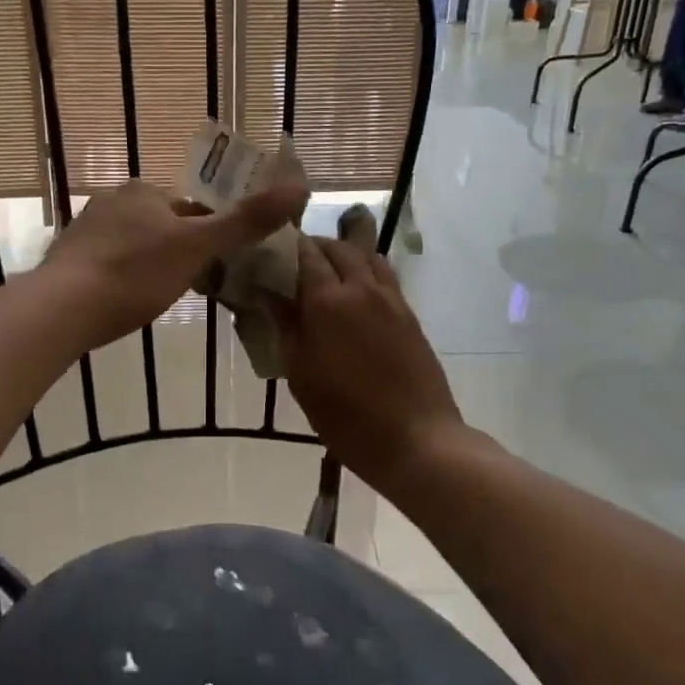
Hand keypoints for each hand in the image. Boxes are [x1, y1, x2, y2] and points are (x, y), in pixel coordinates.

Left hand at [41, 178, 307, 348]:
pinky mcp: (68, 258)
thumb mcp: (198, 247)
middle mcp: (112, 200)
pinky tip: (127, 301)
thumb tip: (298, 187)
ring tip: (159, 297)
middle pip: (164, 226)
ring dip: (151, 265)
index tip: (218, 267)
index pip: (192, 208)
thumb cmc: (135, 273)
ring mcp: (86, 229)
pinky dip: (124, 277)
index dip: (210, 235)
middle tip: (193, 286)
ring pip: (136, 244)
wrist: (63, 308)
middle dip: (180, 251)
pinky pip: (110, 263)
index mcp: (145, 191)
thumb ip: (245, 221)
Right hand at [277, 236, 464, 491]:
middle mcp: (361, 288)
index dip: (286, 246)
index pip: (305, 254)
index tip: (269, 251)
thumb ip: (285, 328)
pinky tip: (355, 289)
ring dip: (344, 252)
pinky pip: (384, 276)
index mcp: (327, 302)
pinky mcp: (409, 314)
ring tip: (326, 267)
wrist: (416, 438)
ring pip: (367, 255)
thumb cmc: (346, 415)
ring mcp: (390, 299)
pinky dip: (365, 269)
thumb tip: (268, 294)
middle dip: (315, 246)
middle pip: (338, 248)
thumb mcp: (301, 375)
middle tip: (294, 260)